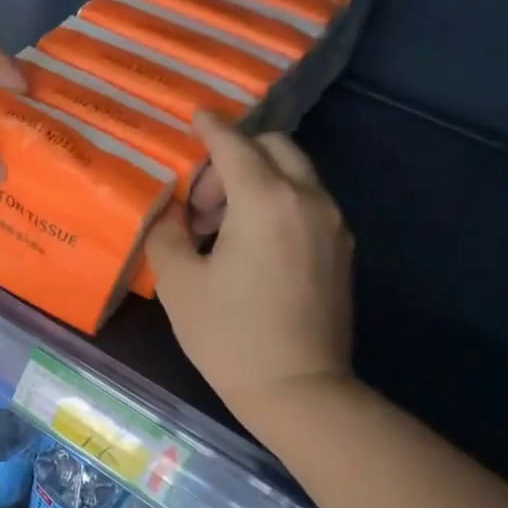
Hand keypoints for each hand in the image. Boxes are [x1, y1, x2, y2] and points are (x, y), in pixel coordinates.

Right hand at [146, 113, 355, 423]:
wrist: (298, 390)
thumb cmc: (229, 336)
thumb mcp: (179, 283)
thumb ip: (166, 233)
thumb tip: (167, 212)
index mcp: (265, 201)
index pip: (235, 145)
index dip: (211, 128)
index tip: (195, 117)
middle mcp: (307, 200)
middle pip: (273, 148)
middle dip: (233, 159)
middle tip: (200, 204)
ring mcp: (332, 224)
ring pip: (294, 175)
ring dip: (255, 182)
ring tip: (220, 230)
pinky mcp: (341, 250)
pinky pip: (307, 204)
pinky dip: (277, 204)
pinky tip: (250, 247)